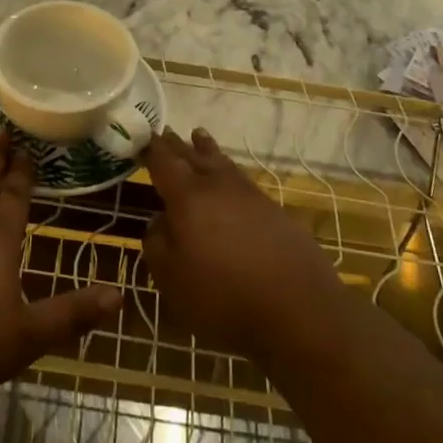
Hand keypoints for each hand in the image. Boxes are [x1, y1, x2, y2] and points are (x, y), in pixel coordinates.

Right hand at [142, 129, 344, 360]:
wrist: (299, 310)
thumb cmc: (224, 297)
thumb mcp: (173, 280)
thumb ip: (158, 245)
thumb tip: (159, 222)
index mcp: (188, 198)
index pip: (165, 164)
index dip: (152, 150)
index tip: (142, 137)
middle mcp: (218, 187)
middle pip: (194, 157)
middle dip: (177, 145)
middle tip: (165, 132)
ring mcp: (250, 197)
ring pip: (222, 164)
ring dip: (207, 149)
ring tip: (199, 135)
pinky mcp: (275, 212)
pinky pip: (242, 181)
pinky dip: (229, 171)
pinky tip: (230, 179)